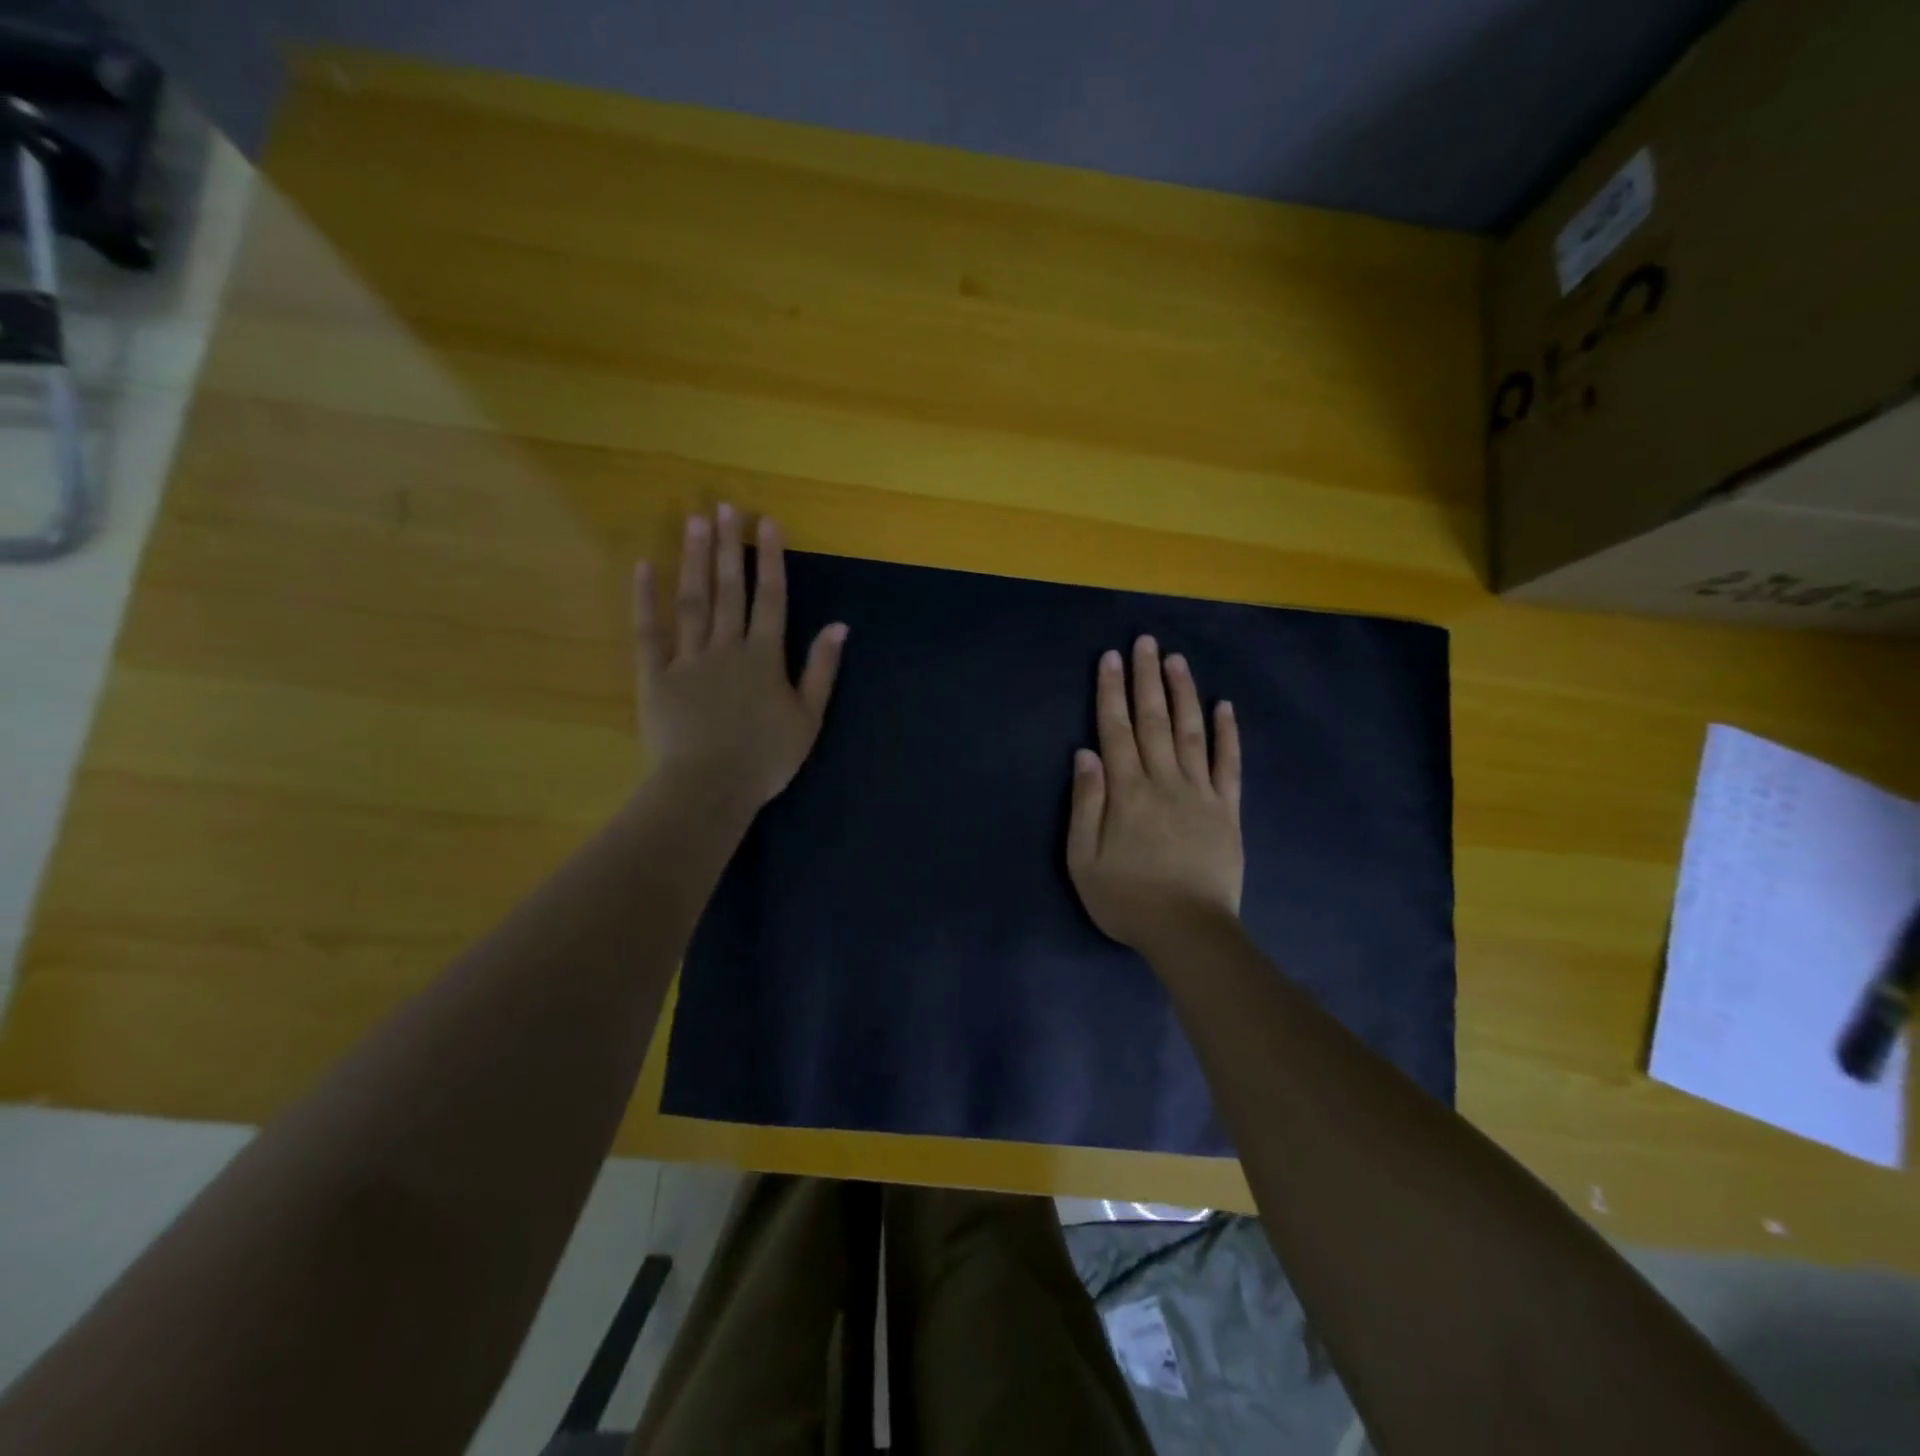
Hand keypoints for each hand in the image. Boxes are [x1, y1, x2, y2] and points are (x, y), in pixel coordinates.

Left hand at [635, 506, 846, 807]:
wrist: (708, 788)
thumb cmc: (765, 759)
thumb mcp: (808, 719)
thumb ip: (822, 670)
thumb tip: (840, 627)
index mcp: (765, 658)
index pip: (771, 598)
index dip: (770, 559)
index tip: (766, 522)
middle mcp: (727, 647)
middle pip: (729, 590)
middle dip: (729, 547)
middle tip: (725, 507)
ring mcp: (688, 659)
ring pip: (692, 601)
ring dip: (695, 560)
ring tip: (694, 522)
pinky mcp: (655, 675)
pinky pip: (649, 631)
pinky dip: (646, 599)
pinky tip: (645, 567)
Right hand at [1067, 636, 1242, 952]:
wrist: (1189, 933)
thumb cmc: (1128, 900)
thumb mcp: (1084, 860)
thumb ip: (1085, 804)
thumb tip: (1085, 753)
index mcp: (1127, 792)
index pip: (1116, 730)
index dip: (1112, 692)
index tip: (1112, 657)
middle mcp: (1164, 781)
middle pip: (1154, 720)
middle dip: (1147, 678)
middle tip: (1147, 641)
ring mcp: (1201, 793)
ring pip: (1191, 732)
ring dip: (1184, 694)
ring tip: (1178, 660)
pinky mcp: (1228, 810)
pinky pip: (1229, 764)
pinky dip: (1228, 734)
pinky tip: (1225, 706)